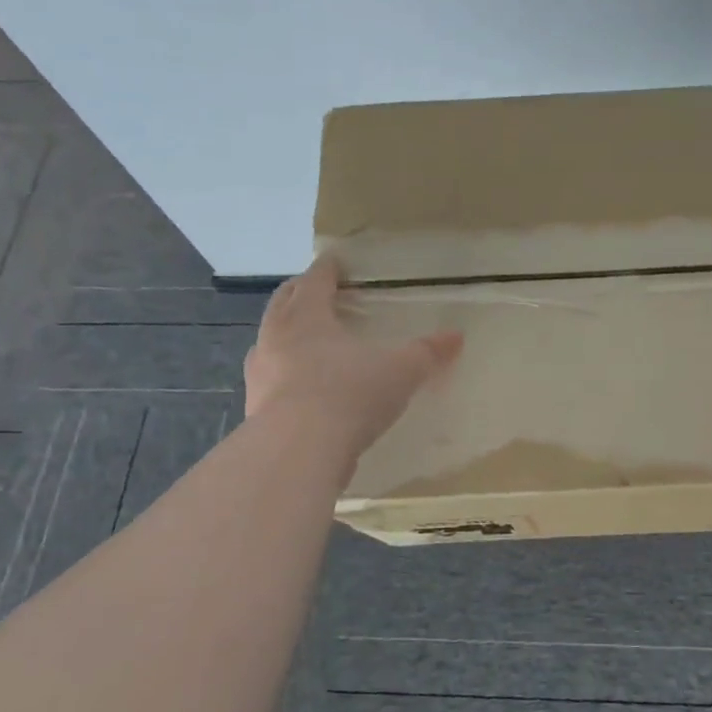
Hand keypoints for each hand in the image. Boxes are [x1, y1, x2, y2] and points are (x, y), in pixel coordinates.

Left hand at [243, 255, 461, 455]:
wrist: (298, 451)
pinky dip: (283, 373)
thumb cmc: (350, 394)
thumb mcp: (401, 371)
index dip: (327, 268)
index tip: (334, 260)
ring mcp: (260, 373)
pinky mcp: (254, 408)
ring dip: (284, 333)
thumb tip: (457, 336)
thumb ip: (427, 353)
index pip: (315, 280)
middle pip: (283, 303)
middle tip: (314, 290)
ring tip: (303, 338)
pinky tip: (300, 386)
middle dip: (299, 293)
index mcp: (307, 316)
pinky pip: (269, 379)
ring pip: (269, 340)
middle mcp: (276, 337)